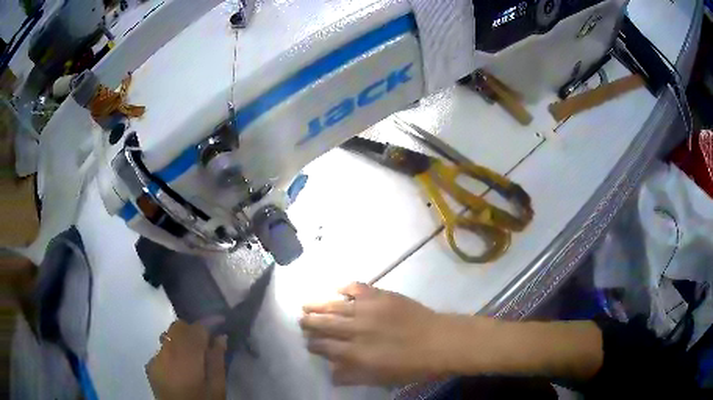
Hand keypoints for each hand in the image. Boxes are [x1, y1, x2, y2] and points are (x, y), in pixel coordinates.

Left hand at [146, 321, 226, 399]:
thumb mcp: (217, 387)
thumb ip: (217, 360)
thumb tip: (220, 336)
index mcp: (186, 358)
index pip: (196, 329)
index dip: (209, 322)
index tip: (221, 321)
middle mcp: (167, 352)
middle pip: (178, 327)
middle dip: (193, 329)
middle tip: (207, 343)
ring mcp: (155, 358)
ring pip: (169, 336)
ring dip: (182, 340)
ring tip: (193, 356)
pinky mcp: (150, 365)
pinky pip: (162, 350)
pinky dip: (172, 352)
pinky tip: (179, 367)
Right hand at [300, 283, 466, 385]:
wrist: (441, 342)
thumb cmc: (412, 366)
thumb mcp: (381, 379)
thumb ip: (353, 375)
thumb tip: (331, 372)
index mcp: (355, 353)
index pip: (324, 346)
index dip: (313, 344)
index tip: (308, 342)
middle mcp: (356, 329)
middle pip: (324, 324)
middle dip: (309, 323)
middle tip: (302, 321)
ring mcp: (368, 309)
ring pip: (335, 305)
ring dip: (318, 305)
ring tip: (306, 304)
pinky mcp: (381, 295)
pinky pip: (357, 287)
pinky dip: (345, 287)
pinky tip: (337, 288)